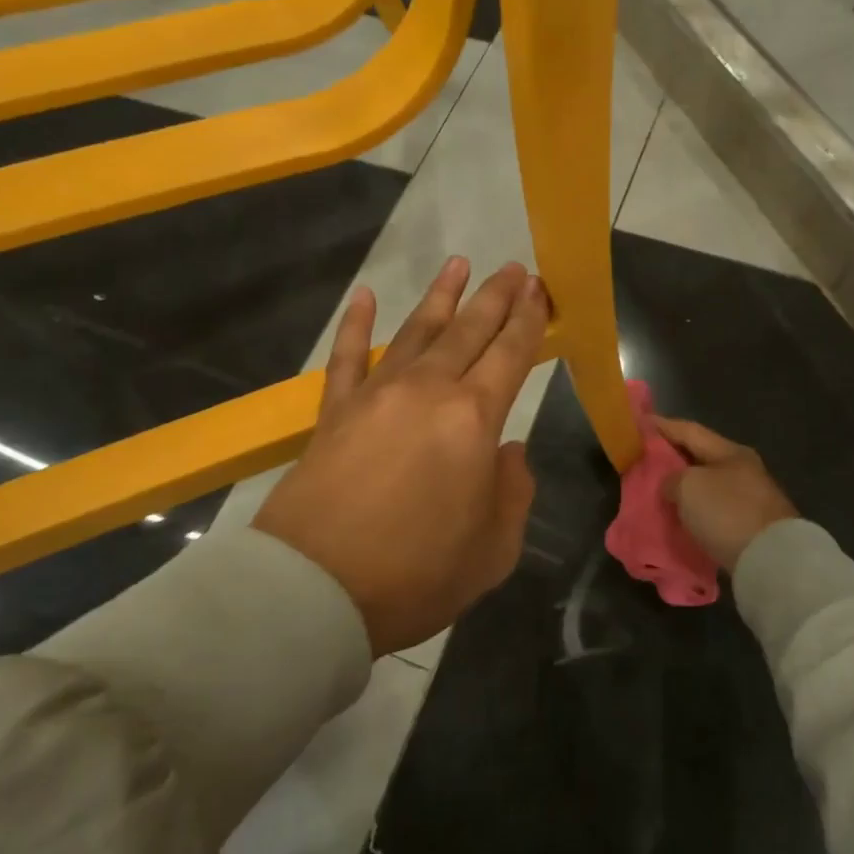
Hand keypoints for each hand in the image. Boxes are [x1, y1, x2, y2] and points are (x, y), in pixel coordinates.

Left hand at [255, 257, 547, 654]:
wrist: (315, 590)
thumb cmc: (417, 575)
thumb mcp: (494, 548)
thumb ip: (512, 491)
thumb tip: (508, 451)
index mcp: (474, 419)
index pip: (510, 353)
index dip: (528, 318)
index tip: (538, 288)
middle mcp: (427, 391)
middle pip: (468, 331)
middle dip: (495, 296)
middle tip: (513, 267)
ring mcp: (376, 395)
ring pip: (416, 331)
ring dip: (441, 296)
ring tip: (459, 263)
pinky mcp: (334, 412)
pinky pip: (346, 356)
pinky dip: (355, 324)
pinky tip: (364, 296)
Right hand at [654, 417, 797, 571]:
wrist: (771, 561)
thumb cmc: (726, 512)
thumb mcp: (688, 486)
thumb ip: (671, 478)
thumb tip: (671, 486)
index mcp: (730, 452)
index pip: (689, 431)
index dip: (662, 426)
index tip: (639, 423)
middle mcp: (742, 470)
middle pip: (698, 458)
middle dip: (670, 458)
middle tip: (642, 458)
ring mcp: (748, 499)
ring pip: (705, 486)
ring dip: (681, 487)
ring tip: (655, 490)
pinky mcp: (748, 527)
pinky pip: (711, 511)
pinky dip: (692, 510)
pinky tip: (677, 514)